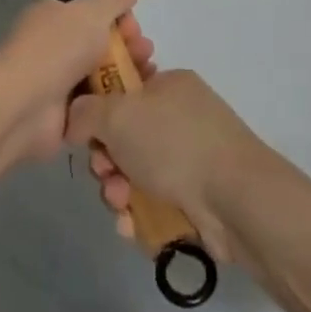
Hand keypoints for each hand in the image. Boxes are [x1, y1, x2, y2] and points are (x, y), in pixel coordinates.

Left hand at [0, 0, 153, 168]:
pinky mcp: (64, 113)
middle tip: (146, 54)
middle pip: (102, 43)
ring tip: (148, 76)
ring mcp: (58, 81)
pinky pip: (97, 104)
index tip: (136, 28)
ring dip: (127, 74)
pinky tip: (135, 101)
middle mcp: (54, 45)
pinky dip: (116, 102)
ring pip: (103, 75)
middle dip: (129, 47)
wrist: (23, 107)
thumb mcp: (91, 13)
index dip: (120, 18)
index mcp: (54, 15)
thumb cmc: (56, 50)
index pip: (94, 12)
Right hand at [65, 69, 263, 261]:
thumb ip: (85, 112)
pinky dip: (138, 213)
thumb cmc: (174, 143)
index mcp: (169, 85)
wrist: (236, 199)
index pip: (122, 88)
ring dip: (118, 190)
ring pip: (134, 172)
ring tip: (122, 205)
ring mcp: (191, 157)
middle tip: (106, 173)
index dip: (97, 110)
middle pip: (123, 136)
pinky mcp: (196, 196)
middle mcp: (181, 116)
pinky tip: (133, 226)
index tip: (86, 131)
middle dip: (106, 160)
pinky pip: (153, 200)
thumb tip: (74, 121)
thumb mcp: (117, 114)